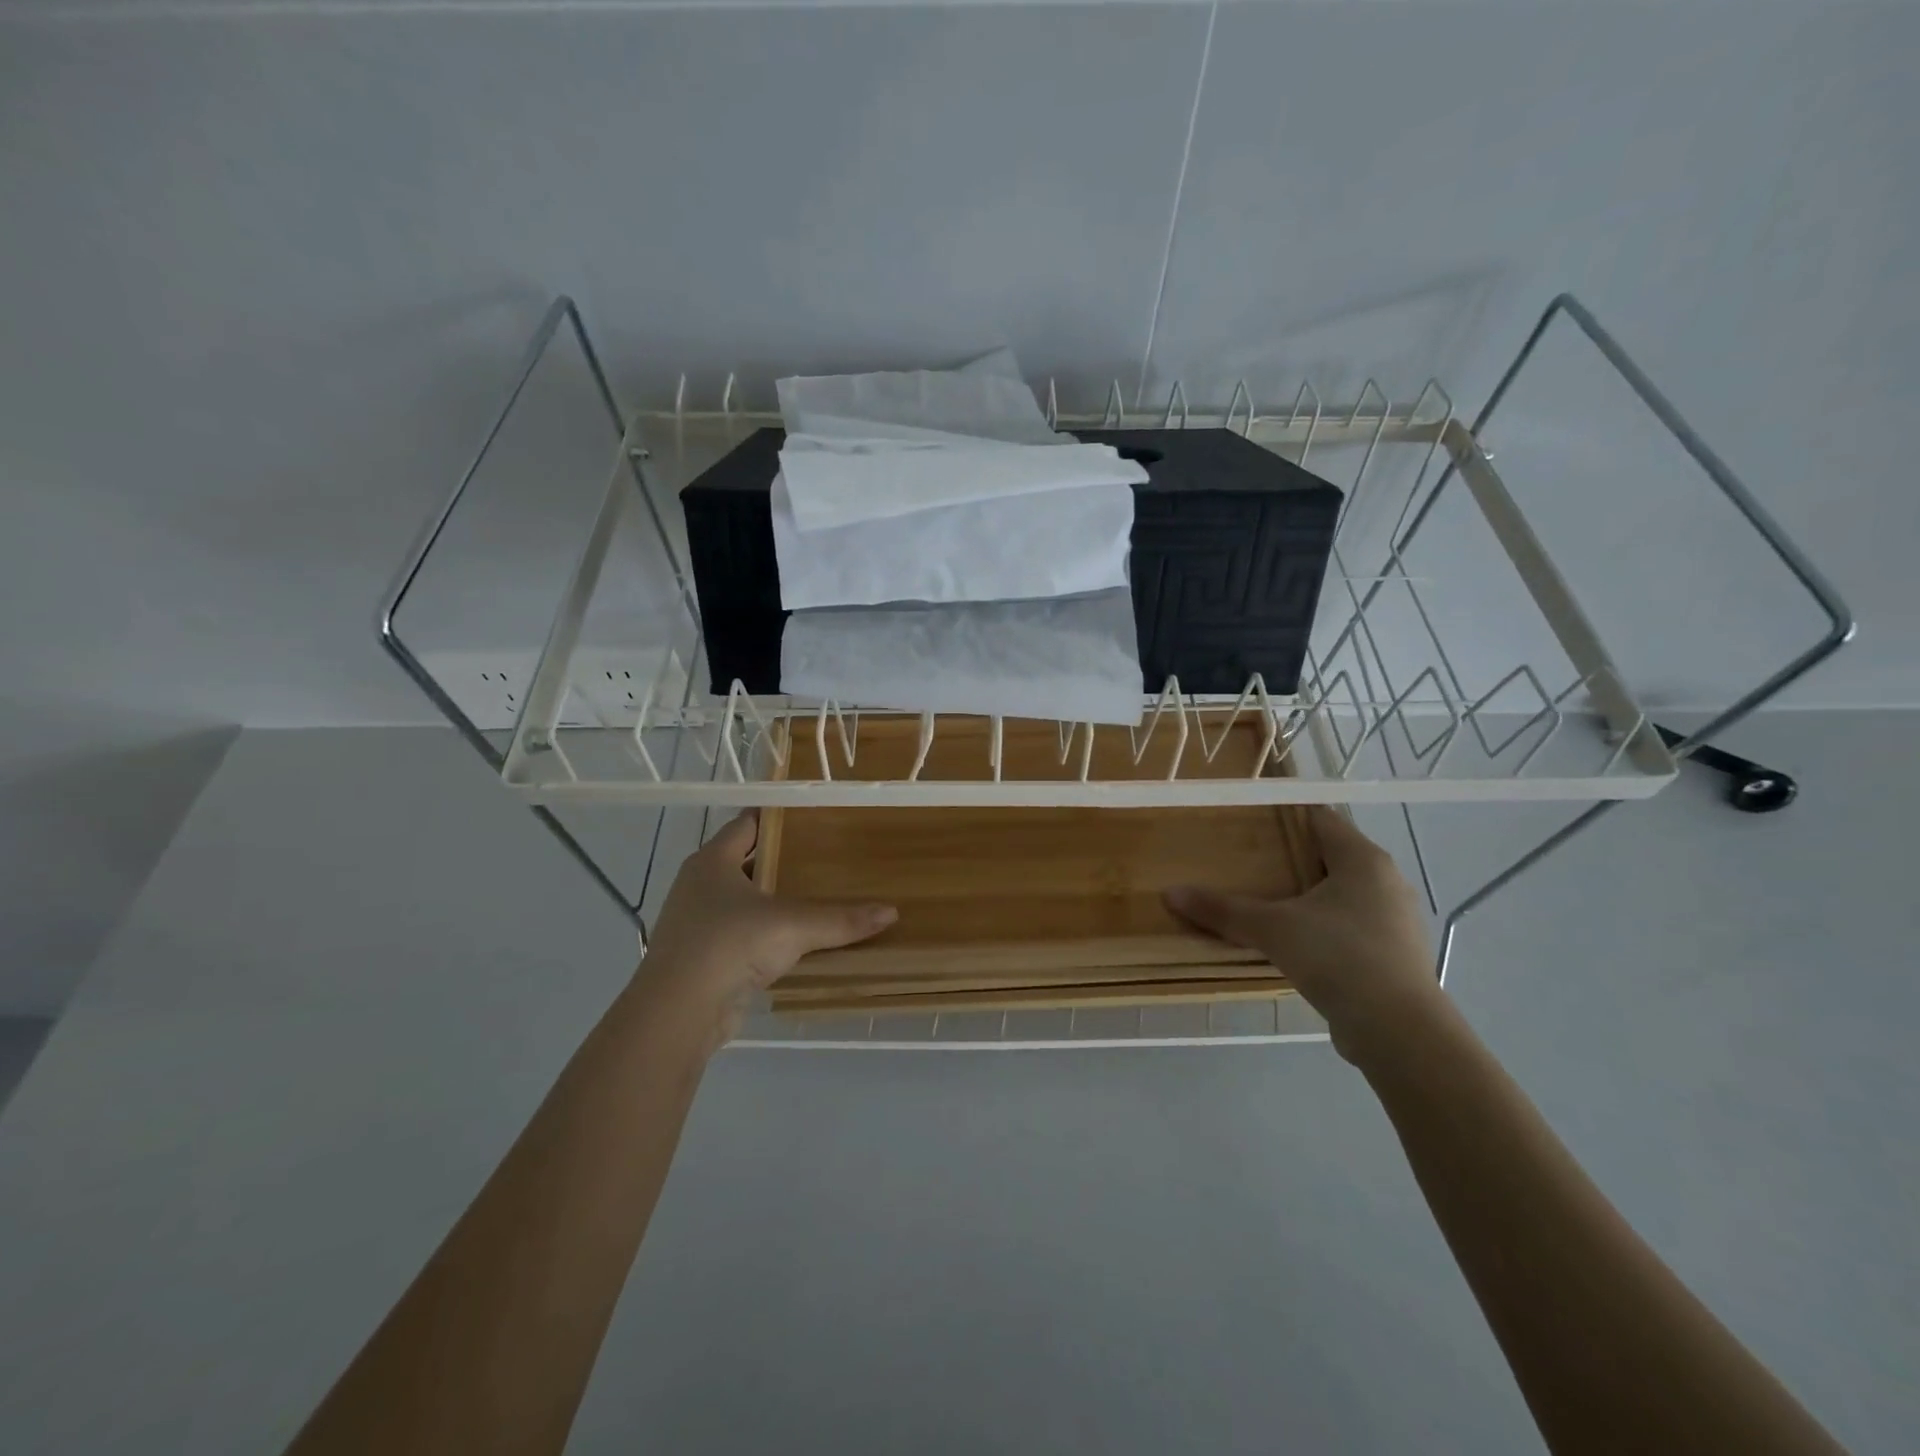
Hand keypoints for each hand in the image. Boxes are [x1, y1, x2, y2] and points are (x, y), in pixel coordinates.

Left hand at [638, 812, 896, 1048]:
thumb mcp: (793, 926)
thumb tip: (891, 912)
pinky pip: (741, 934)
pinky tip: (796, 939)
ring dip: (773, 898)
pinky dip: (766, 932)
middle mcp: (700, 885)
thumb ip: (841, 919)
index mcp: (712, 861)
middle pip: (745, 860)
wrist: (678, 1013)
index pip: (746, 823)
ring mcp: (697, 922)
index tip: (812, 814)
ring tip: (817, 893)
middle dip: (781, 858)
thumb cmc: (729, 945)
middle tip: (825, 852)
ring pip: (743, 900)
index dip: (777, 815)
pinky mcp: (703, 957)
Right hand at [1164, 805, 1441, 1063]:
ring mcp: (1397, 920)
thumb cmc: (1338, 957)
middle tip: (1250, 863)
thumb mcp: (1271, 929)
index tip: (1250, 821)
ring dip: (1311, 896)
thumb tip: (1170, 893)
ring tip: (1270, 904)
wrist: (1399, 1031)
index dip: (1285, 816)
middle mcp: (1387, 881)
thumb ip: (1222, 910)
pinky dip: (1327, 928)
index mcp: (1363, 859)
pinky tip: (1299, 945)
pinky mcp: (1398, 955)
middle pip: (1333, 856)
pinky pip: (1355, 927)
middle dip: (1293, 858)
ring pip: (1346, 894)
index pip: (1320, 819)